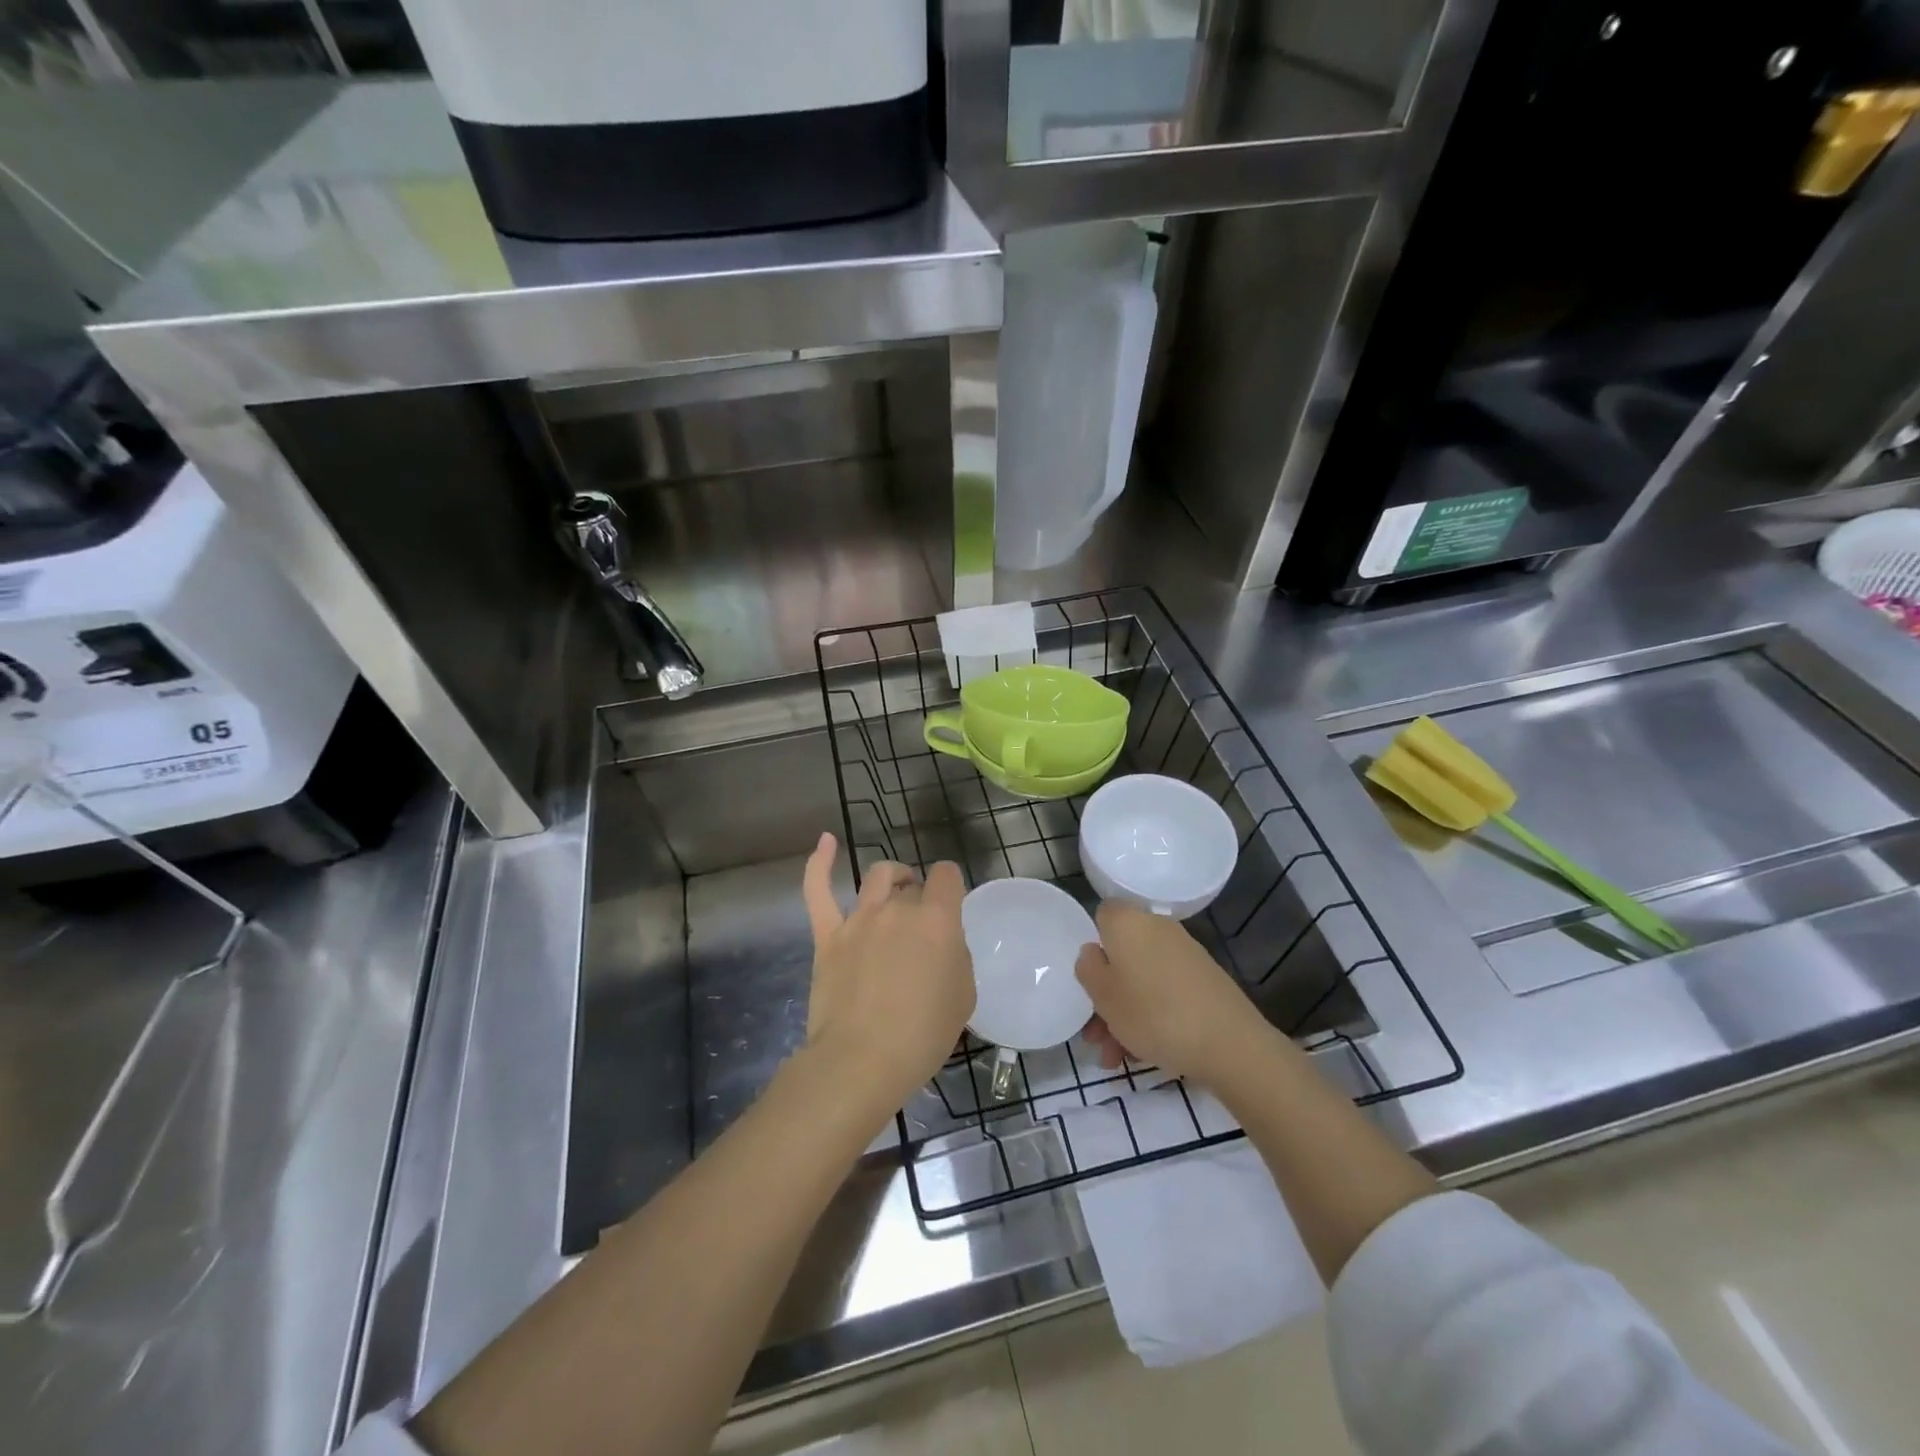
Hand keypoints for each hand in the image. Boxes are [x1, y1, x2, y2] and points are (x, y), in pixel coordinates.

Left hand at [800, 833, 974, 1114]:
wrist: (862, 1060)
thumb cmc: (922, 1035)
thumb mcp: (963, 996)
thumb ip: (956, 956)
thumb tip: (942, 943)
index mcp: (937, 919)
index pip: (948, 876)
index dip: (951, 886)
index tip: (951, 905)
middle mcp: (898, 908)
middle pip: (913, 885)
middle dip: (922, 899)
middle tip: (923, 933)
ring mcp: (858, 919)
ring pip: (877, 879)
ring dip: (891, 880)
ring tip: (897, 890)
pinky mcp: (828, 935)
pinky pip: (818, 890)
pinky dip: (820, 862)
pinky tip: (826, 840)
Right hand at [1076, 901, 1271, 1082]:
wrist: (1229, 1043)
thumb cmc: (1153, 1013)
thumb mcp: (1103, 995)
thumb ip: (1088, 968)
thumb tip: (1093, 952)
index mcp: (1129, 923)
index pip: (1103, 915)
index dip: (1092, 943)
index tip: (1087, 977)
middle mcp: (1158, 929)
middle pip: (1122, 955)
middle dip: (1105, 994)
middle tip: (1094, 1034)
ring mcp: (1184, 954)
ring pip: (1142, 979)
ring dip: (1125, 1014)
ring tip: (1115, 1058)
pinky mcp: (1204, 980)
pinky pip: (1165, 992)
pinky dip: (1152, 1016)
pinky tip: (1143, 1054)